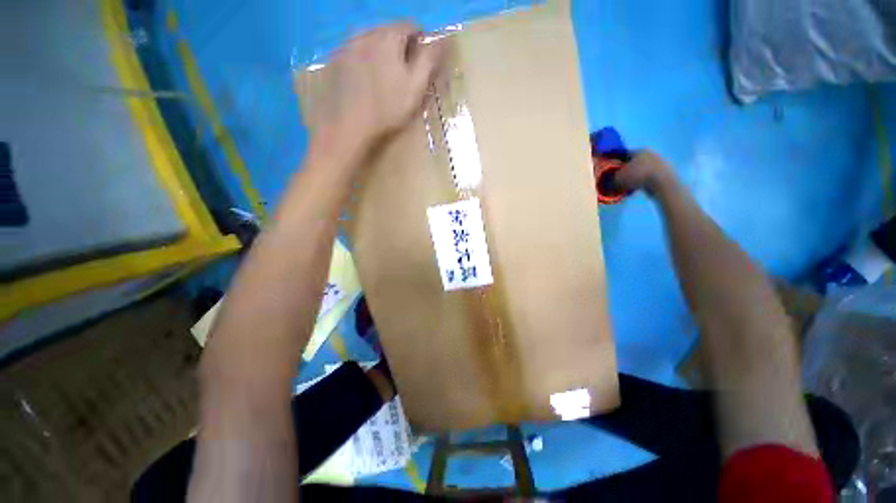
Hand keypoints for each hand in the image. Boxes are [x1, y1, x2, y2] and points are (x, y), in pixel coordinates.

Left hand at [318, 23, 444, 146]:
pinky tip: (362, 77)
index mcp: (386, 38)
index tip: (420, 59)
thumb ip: (430, 56)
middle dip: (398, 41)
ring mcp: (344, 48)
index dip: (420, 39)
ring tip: (382, 71)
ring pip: (368, 37)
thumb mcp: (417, 85)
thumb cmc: (385, 109)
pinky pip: (353, 49)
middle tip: (401, 67)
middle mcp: (363, 36)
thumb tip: (441, 38)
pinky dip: (362, 55)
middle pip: (388, 28)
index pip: (410, 24)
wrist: (343, 132)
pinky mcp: (332, 62)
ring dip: (379, 47)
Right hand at [614, 150, 674, 196]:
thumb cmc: (640, 176)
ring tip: (636, 187)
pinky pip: (655, 177)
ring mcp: (662, 162)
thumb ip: (612, 180)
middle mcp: (650, 153)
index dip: (618, 163)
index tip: (614, 172)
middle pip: (636, 161)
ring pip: (647, 169)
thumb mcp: (621, 178)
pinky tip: (648, 190)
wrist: (665, 184)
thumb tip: (607, 183)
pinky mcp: (669, 173)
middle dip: (630, 170)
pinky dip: (650, 182)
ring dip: (641, 176)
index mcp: (638, 150)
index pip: (624, 154)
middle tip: (625, 181)